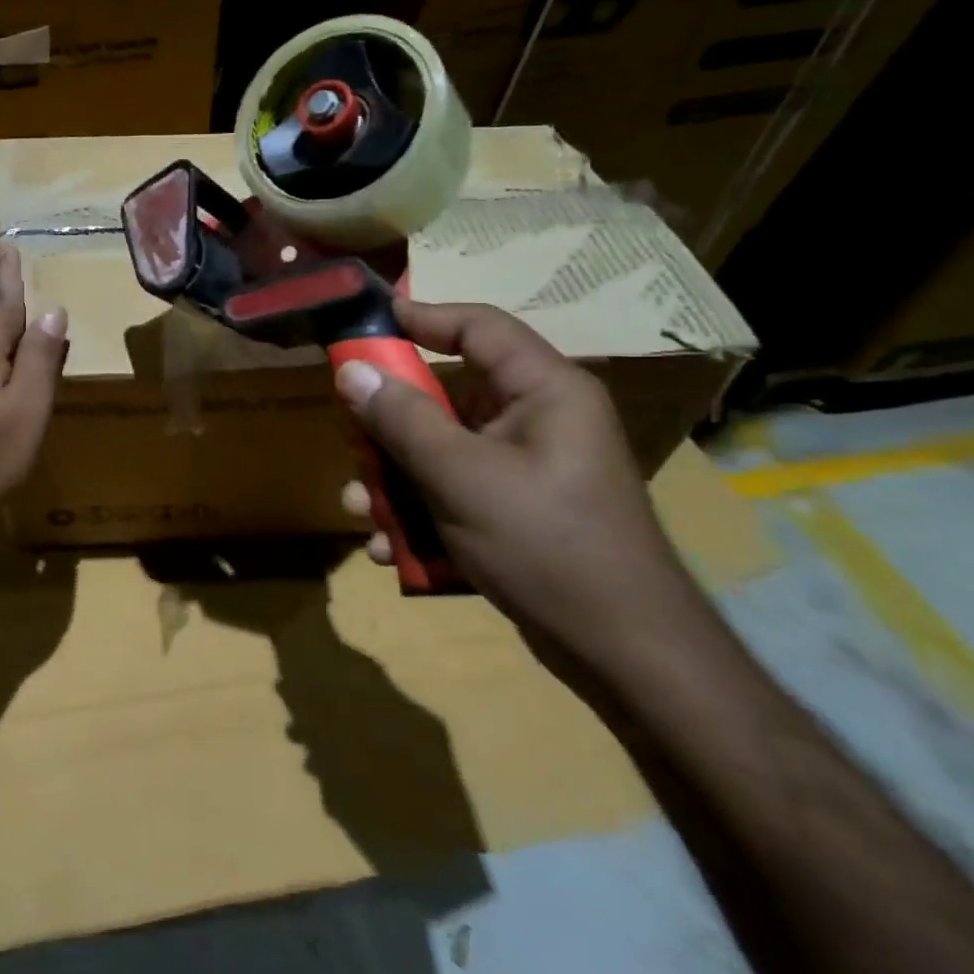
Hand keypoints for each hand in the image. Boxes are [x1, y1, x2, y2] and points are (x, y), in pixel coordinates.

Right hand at [336, 301, 710, 676]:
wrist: (625, 656)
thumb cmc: (547, 545)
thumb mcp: (462, 477)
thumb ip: (402, 419)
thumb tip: (352, 371)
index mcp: (544, 391)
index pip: (479, 327)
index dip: (421, 317)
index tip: (365, 322)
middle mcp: (537, 419)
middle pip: (445, 393)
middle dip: (389, 422)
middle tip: (349, 436)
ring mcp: (525, 467)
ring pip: (440, 448)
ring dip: (394, 477)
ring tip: (360, 508)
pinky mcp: (515, 508)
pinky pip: (452, 490)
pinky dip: (418, 512)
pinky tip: (389, 550)